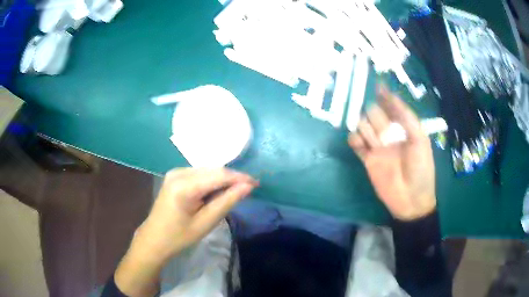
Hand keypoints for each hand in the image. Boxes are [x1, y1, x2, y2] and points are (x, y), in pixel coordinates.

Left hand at [115, 168, 256, 296]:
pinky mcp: (174, 175)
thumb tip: (248, 186)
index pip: (218, 175)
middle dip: (232, 178)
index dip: (239, 177)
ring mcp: (175, 172)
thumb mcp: (206, 222)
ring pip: (207, 170)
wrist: (155, 239)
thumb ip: (227, 202)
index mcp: (184, 186)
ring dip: (222, 180)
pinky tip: (215, 192)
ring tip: (233, 193)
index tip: (257, 184)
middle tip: (248, 190)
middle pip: (213, 170)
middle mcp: (178, 172)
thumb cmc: (180, 236)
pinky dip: (211, 181)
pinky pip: (199, 173)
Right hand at [348, 85, 435, 220]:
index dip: (385, 95)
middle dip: (375, 115)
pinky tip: (360, 142)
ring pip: (363, 125)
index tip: (377, 85)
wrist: (412, 200)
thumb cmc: (421, 169)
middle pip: (374, 113)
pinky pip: (356, 143)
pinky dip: (354, 139)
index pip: (391, 106)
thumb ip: (406, 118)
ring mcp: (377, 146)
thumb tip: (391, 96)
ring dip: (366, 126)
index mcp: (403, 127)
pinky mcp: (368, 159)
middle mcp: (389, 133)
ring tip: (377, 141)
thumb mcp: (420, 140)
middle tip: (383, 128)